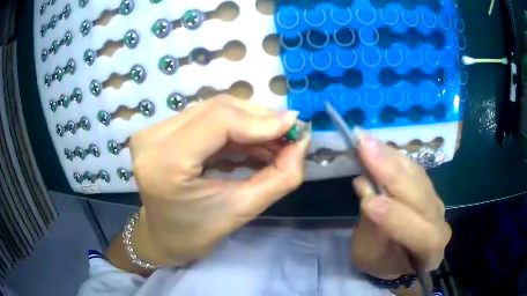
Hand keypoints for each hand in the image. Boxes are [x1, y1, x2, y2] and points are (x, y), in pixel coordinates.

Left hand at [127, 96, 309, 266]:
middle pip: (217, 108)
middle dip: (259, 119)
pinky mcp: (159, 130)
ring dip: (249, 122)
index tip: (295, 126)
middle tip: (288, 135)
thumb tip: (302, 143)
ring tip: (274, 142)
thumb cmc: (194, 234)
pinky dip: (233, 128)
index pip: (219, 121)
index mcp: (164, 164)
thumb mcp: (240, 211)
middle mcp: (152, 138)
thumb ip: (278, 178)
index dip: (261, 120)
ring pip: (212, 109)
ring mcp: (153, 131)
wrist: (161, 236)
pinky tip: (252, 143)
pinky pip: (204, 117)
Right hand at [351, 132, 450, 278]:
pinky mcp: (427, 186)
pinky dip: (393, 156)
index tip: (368, 202)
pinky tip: (377, 145)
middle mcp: (439, 222)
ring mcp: (435, 200)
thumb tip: (368, 191)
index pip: (419, 233)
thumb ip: (372, 230)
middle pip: (420, 196)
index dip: (395, 217)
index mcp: (429, 250)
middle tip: (365, 150)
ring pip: (416, 176)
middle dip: (391, 174)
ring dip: (390, 158)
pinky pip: (412, 168)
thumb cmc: (382, 262)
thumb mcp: (369, 257)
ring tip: (367, 142)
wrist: (400, 255)